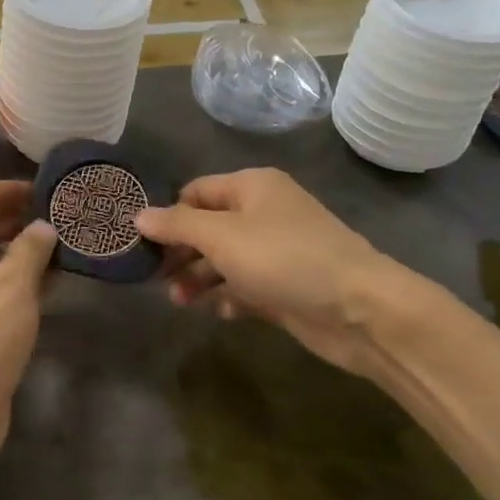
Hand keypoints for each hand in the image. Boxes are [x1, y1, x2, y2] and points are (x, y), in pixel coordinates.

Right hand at [135, 168, 452, 374]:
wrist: (361, 310)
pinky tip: (222, 312)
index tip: (141, 244)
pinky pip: (247, 285)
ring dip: (200, 278)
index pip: (196, 192)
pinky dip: (230, 296)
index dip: (168, 215)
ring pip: (225, 259)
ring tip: (179, 302)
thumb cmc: (285, 259)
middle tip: (156, 278)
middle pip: (208, 227)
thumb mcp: (222, 236)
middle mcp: (264, 213)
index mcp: (252, 187)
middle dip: (181, 252)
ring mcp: (278, 251)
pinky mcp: (288, 286)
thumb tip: (138, 215)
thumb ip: (177, 225)